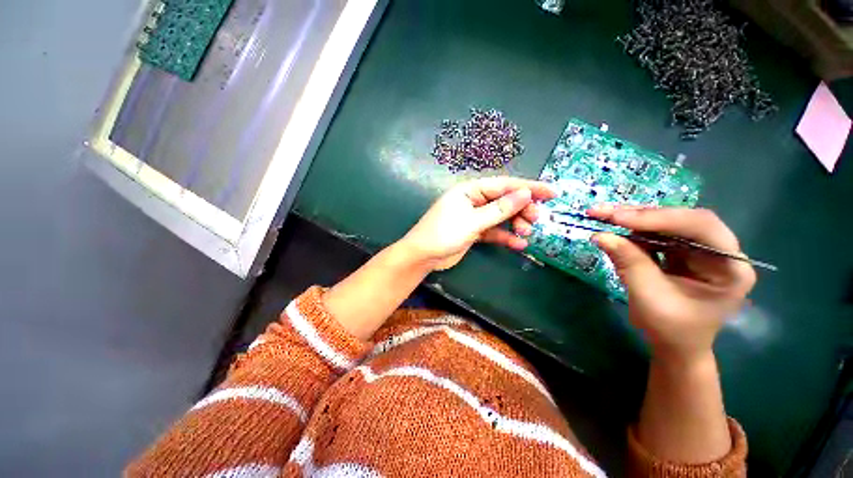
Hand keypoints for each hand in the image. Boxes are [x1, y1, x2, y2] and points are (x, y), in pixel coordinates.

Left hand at [399, 177, 556, 270]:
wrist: (423, 257)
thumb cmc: (443, 234)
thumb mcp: (473, 221)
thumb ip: (499, 209)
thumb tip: (526, 194)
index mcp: (470, 190)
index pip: (504, 185)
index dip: (528, 187)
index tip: (552, 192)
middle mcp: (473, 200)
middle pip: (504, 200)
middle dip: (522, 209)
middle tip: (536, 219)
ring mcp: (474, 217)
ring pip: (500, 216)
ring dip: (515, 223)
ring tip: (527, 233)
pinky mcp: (474, 232)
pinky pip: (493, 231)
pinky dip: (505, 237)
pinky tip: (519, 245)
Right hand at [588, 206, 756, 363]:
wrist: (675, 346)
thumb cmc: (670, 329)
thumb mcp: (649, 297)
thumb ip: (629, 263)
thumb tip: (600, 235)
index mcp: (730, 267)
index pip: (700, 227)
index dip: (658, 218)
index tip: (617, 218)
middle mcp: (721, 251)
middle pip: (683, 219)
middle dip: (642, 215)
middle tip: (604, 213)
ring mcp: (701, 249)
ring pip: (668, 222)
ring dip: (633, 218)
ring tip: (603, 216)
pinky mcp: (682, 251)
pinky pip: (658, 233)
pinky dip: (633, 229)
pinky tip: (615, 227)